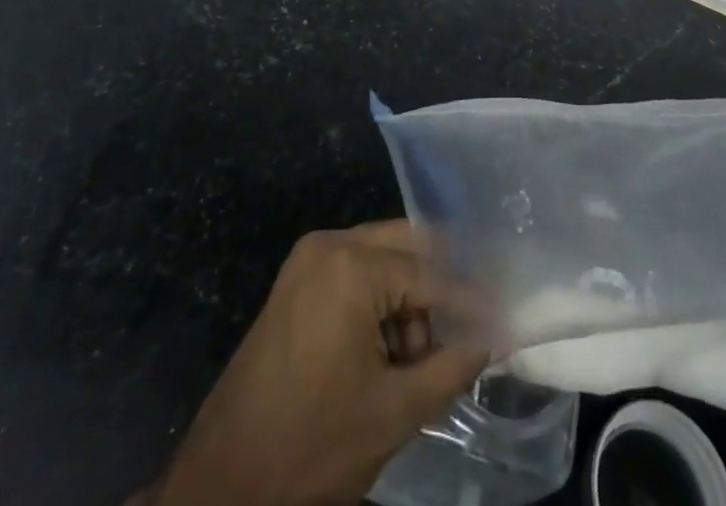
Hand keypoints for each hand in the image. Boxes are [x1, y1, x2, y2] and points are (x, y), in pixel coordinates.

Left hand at [142, 221, 491, 505]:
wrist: (219, 486)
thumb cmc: (310, 448)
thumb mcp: (393, 413)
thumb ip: (450, 367)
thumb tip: (491, 340)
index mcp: (353, 266)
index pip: (432, 276)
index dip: (472, 304)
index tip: (506, 319)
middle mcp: (331, 243)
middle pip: (409, 247)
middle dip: (442, 289)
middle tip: (472, 329)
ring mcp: (310, 259)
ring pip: (385, 259)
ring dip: (412, 299)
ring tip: (423, 359)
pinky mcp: (298, 280)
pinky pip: (358, 273)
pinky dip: (383, 303)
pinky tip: (392, 351)